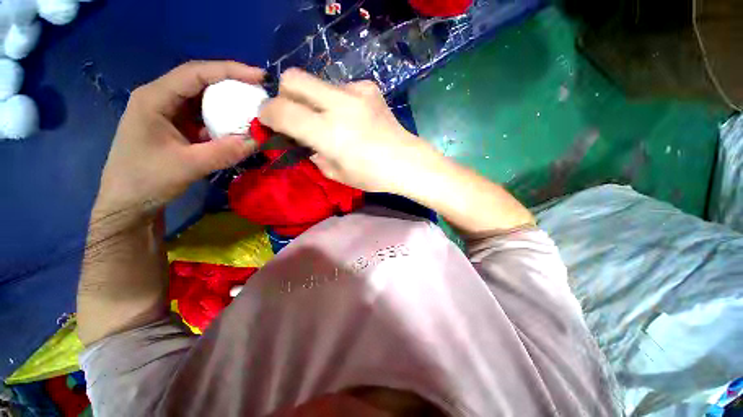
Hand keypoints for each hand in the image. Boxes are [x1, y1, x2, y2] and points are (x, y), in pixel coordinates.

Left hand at [94, 61, 262, 222]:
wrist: (128, 203)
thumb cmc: (146, 181)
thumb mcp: (187, 166)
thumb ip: (224, 152)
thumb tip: (259, 141)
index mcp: (154, 98)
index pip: (195, 73)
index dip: (229, 71)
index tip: (260, 76)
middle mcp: (162, 99)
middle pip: (201, 82)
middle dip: (233, 85)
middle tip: (262, 94)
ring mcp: (170, 113)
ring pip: (205, 100)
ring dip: (230, 104)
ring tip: (255, 110)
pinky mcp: (178, 127)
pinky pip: (205, 118)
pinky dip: (224, 121)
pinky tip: (239, 128)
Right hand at [259, 69, 437, 193]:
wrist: (406, 162)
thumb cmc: (371, 175)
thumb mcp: (335, 173)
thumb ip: (312, 153)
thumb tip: (300, 140)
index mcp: (328, 132)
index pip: (281, 110)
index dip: (267, 114)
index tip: (269, 121)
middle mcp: (339, 105)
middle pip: (293, 78)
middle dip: (285, 95)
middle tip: (295, 115)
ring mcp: (356, 92)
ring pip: (317, 82)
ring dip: (313, 99)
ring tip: (329, 120)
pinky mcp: (369, 88)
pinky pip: (340, 87)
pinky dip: (336, 100)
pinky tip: (351, 116)